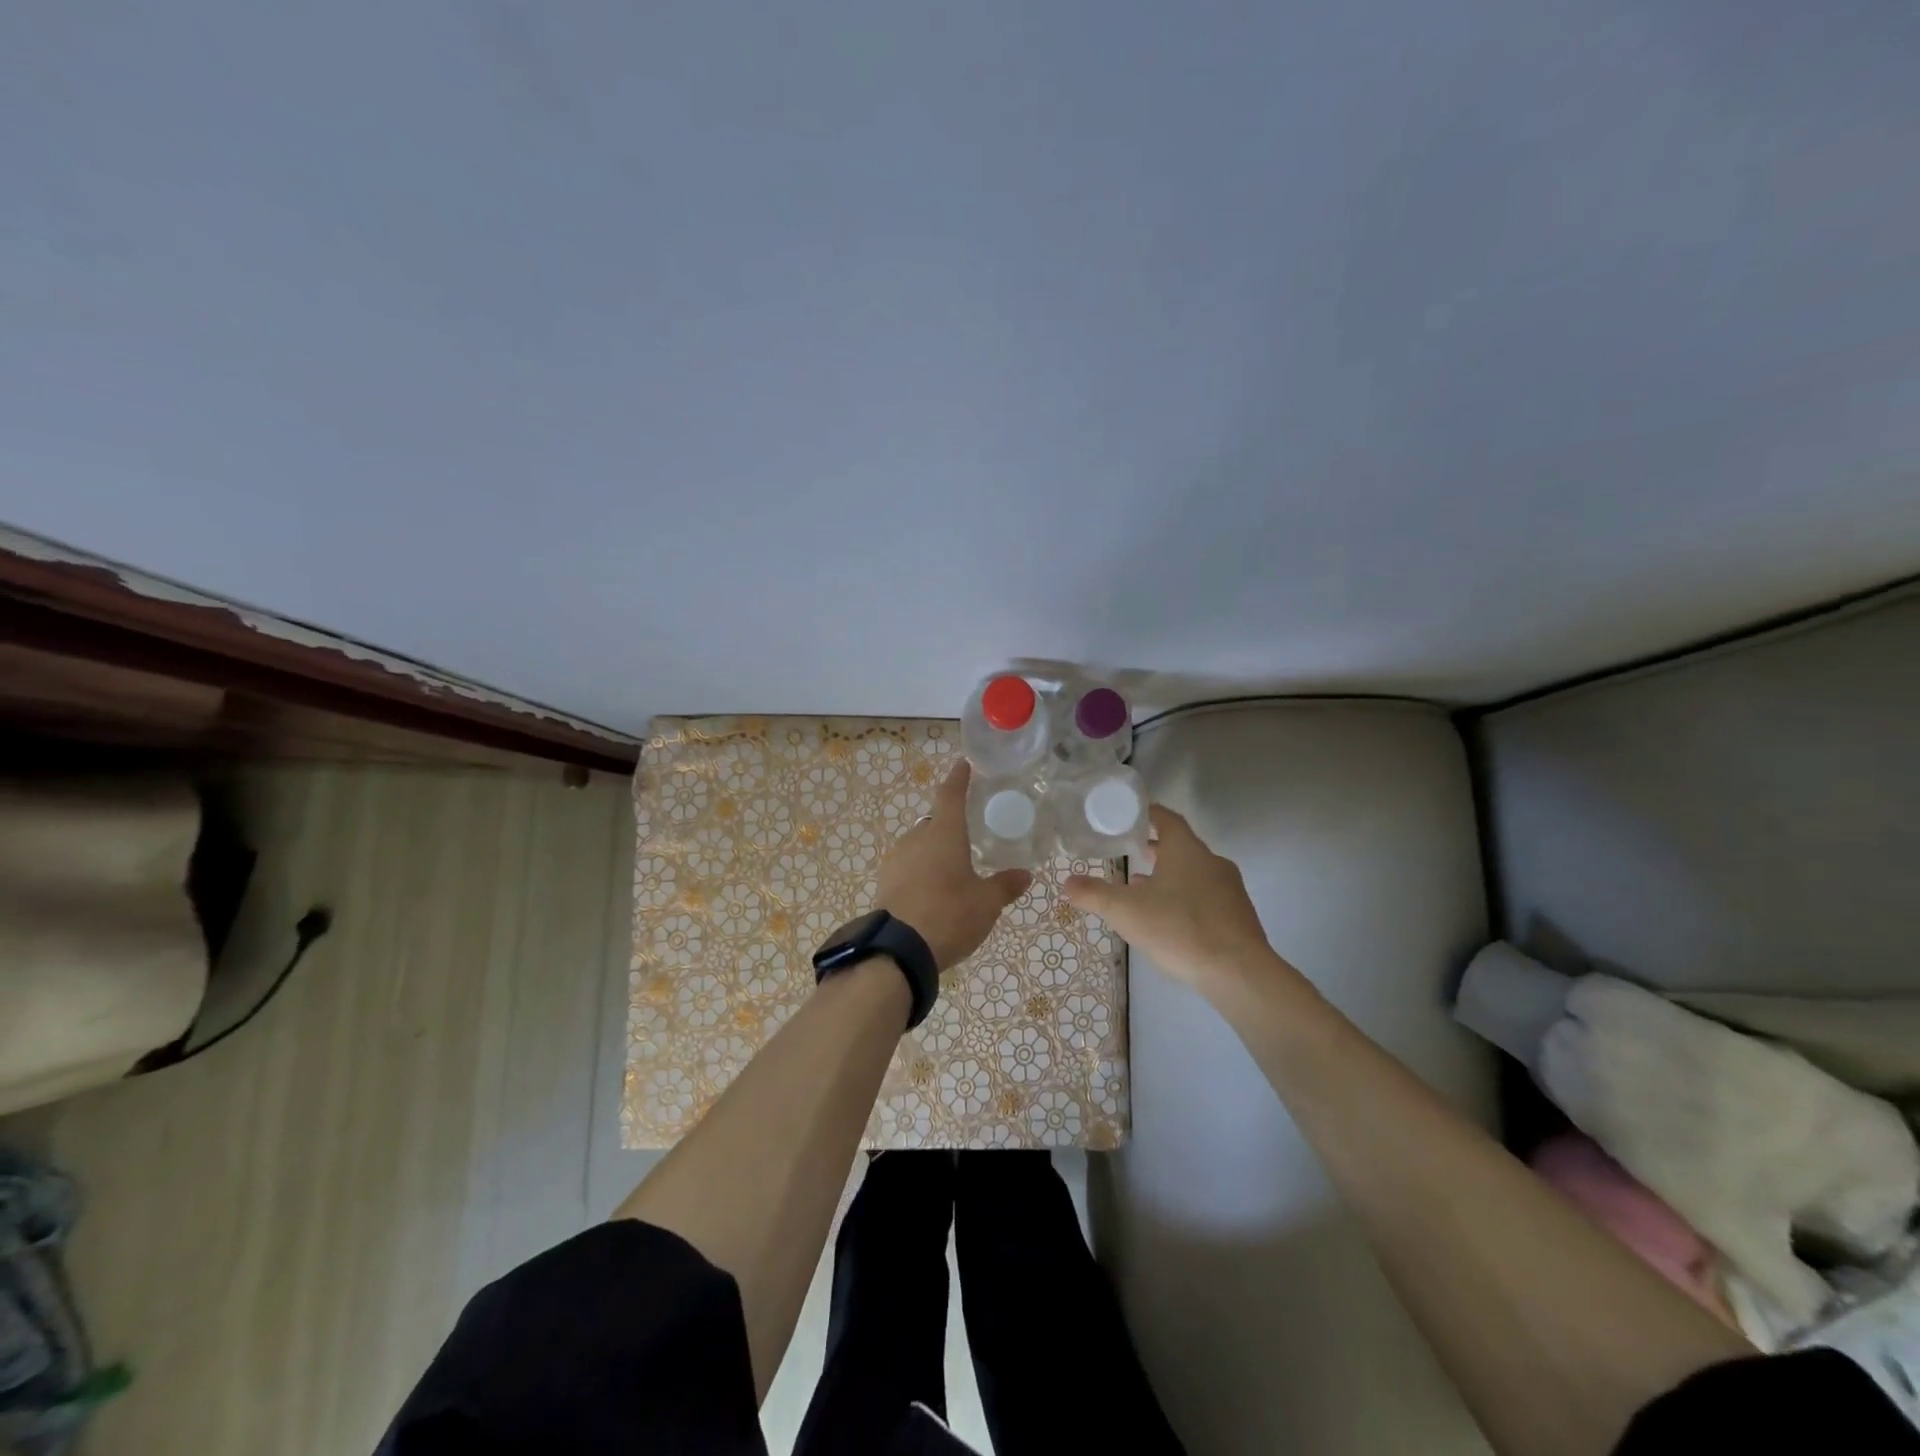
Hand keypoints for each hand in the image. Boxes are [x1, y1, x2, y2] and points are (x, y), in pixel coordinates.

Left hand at [874, 760, 1030, 971]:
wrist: (898, 950)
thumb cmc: (950, 914)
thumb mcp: (986, 903)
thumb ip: (1005, 886)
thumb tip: (1025, 875)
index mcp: (944, 833)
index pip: (951, 795)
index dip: (958, 779)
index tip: (963, 764)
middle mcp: (916, 838)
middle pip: (934, 823)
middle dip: (949, 827)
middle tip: (968, 839)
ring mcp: (895, 860)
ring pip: (919, 846)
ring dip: (934, 853)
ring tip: (952, 872)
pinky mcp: (883, 882)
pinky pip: (907, 868)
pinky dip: (921, 873)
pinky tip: (932, 892)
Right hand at [1062, 804, 1298, 999]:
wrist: (1239, 973)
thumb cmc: (1179, 929)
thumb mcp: (1125, 911)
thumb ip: (1094, 894)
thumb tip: (1067, 881)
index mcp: (1186, 850)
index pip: (1166, 818)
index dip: (1146, 814)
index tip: (1127, 816)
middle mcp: (1212, 862)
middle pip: (1180, 846)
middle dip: (1154, 849)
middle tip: (1129, 853)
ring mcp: (1230, 889)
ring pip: (1194, 873)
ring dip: (1169, 877)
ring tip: (1142, 891)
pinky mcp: (1239, 916)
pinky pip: (1207, 897)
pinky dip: (1185, 899)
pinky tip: (1169, 921)